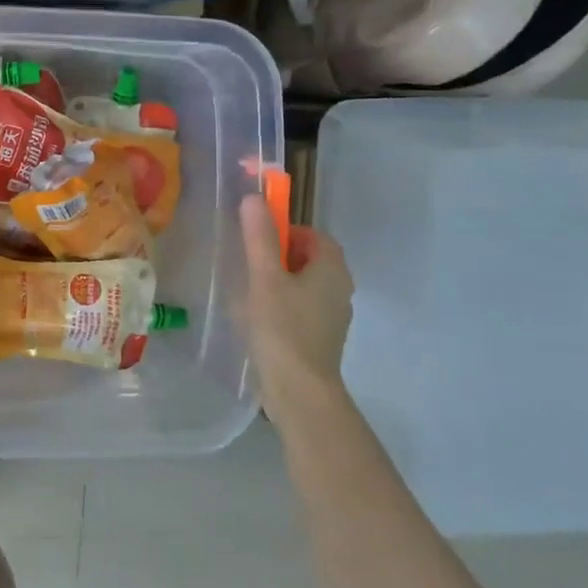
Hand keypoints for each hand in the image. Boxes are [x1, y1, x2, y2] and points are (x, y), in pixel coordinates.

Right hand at [239, 196, 353, 402]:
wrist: (300, 390)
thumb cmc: (282, 327)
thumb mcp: (264, 277)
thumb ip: (259, 237)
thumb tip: (254, 197)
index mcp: (332, 269)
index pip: (313, 235)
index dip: (285, 232)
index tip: (257, 242)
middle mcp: (340, 289)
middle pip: (309, 259)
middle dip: (278, 257)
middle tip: (248, 267)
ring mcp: (333, 316)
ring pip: (304, 286)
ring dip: (278, 283)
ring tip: (247, 294)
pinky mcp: (321, 338)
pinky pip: (301, 309)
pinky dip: (282, 307)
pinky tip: (258, 321)